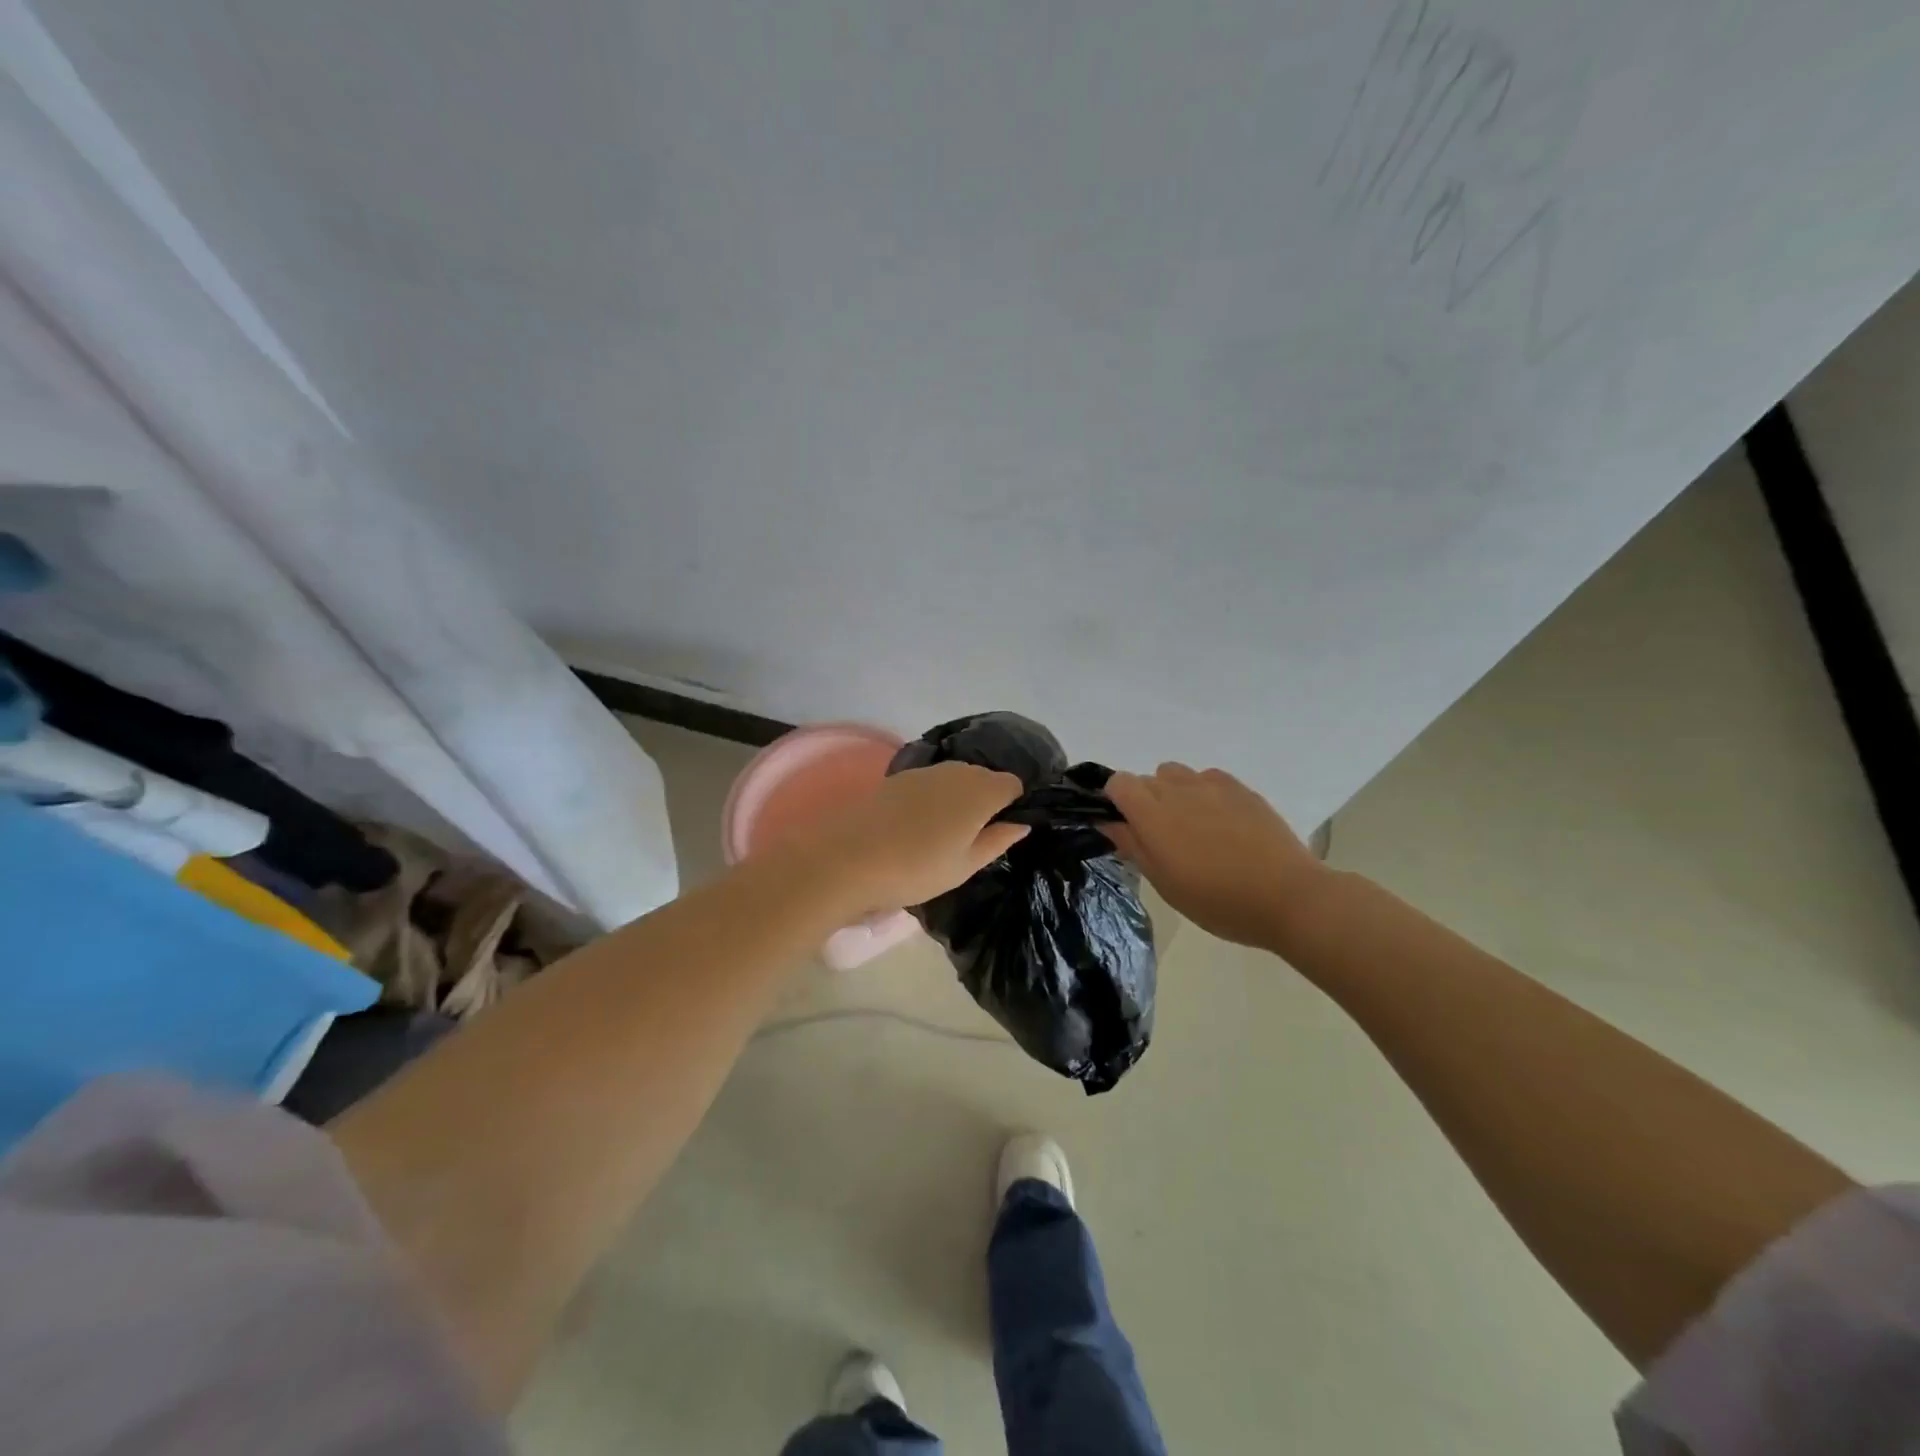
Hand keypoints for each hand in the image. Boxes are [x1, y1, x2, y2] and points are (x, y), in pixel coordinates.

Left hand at [788, 761, 1028, 915]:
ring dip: (957, 797)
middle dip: (985, 799)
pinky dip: (932, 797)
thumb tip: (1021, 823)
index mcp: (981, 791)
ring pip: (955, 777)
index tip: (1002, 830)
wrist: (848, 858)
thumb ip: (997, 840)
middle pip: (983, 777)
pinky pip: (929, 782)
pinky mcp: (896, 776)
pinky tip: (916, 825)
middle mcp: (956, 771)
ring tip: (944, 833)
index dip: (1013, 804)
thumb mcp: (965, 865)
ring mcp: (924, 771)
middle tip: (974, 836)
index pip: (1012, 784)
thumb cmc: (917, 869)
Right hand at [1104, 763, 1324, 948]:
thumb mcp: (1165, 883)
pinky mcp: (1240, 787)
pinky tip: (1221, 822)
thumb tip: (1108, 823)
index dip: (1116, 801)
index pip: (1118, 783)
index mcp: (1152, 814)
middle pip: (1145, 779)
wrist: (1288, 897)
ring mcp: (1211, 785)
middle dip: (1144, 802)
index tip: (1125, 827)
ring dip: (1173, 793)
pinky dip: (1204, 792)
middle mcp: (1177, 789)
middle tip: (1162, 839)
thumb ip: (1132, 846)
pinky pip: (1207, 778)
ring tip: (1192, 826)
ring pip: (1176, 774)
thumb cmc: (1218, 901)